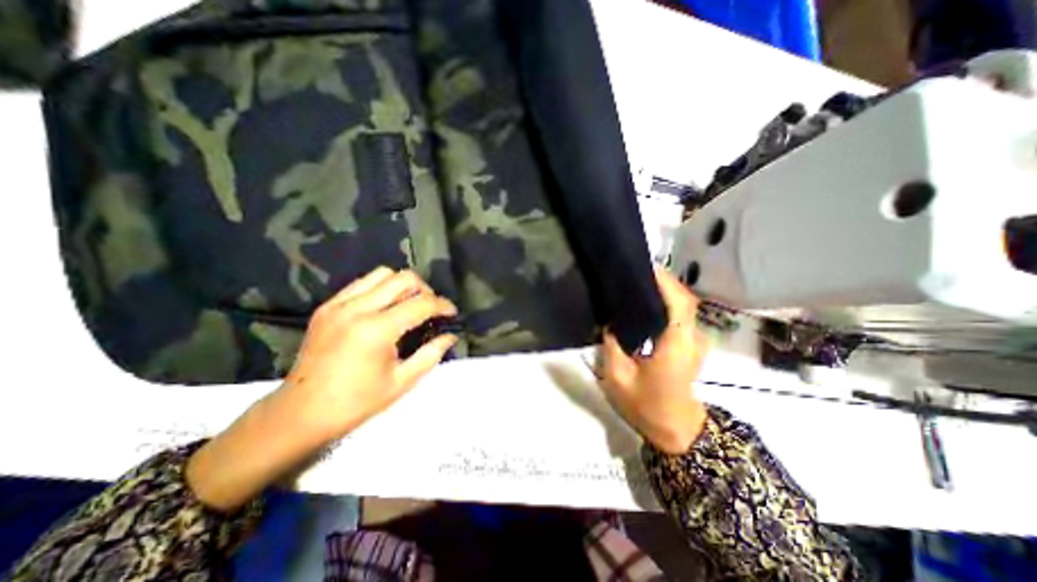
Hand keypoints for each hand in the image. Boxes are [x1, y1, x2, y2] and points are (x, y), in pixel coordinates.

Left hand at [189, 265, 456, 510]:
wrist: (299, 414)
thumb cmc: (355, 403)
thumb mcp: (401, 382)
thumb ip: (431, 354)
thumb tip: (451, 336)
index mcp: (377, 330)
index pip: (421, 303)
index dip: (442, 305)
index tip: (452, 313)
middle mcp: (357, 309)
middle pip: (403, 278)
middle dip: (425, 289)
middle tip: (431, 308)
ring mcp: (338, 304)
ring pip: (382, 274)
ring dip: (402, 285)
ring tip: (408, 304)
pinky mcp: (327, 307)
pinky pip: (361, 283)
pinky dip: (380, 288)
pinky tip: (384, 308)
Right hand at [601, 266, 713, 454]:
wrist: (677, 430)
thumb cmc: (647, 406)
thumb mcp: (618, 378)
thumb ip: (612, 345)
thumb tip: (609, 321)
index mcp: (676, 346)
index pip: (679, 304)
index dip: (666, 282)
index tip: (645, 266)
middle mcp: (692, 339)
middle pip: (685, 299)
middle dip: (663, 281)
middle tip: (635, 272)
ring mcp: (695, 341)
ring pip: (684, 305)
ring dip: (665, 290)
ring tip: (638, 283)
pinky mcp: (692, 344)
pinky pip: (681, 315)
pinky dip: (668, 303)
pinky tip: (647, 303)